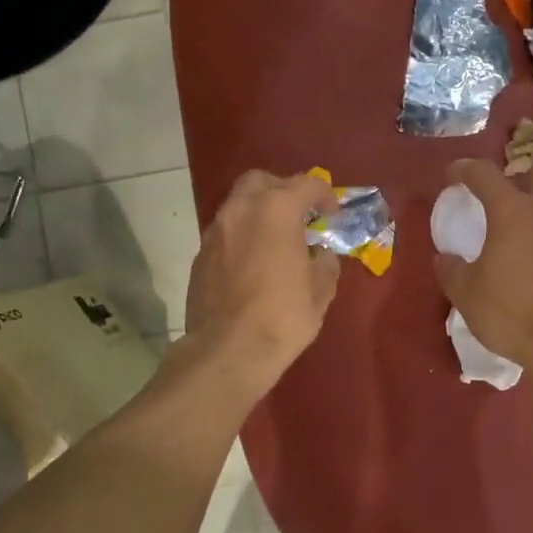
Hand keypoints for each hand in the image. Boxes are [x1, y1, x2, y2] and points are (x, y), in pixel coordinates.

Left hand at [183, 170, 342, 392]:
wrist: (227, 351)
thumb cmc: (282, 317)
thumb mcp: (320, 291)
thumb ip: (325, 262)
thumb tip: (320, 254)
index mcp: (276, 210)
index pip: (306, 184)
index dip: (324, 195)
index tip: (332, 215)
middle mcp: (241, 210)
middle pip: (261, 181)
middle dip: (282, 190)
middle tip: (299, 215)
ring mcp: (215, 231)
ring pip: (239, 205)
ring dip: (259, 213)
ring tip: (276, 241)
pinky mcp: (200, 255)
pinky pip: (226, 232)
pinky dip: (242, 236)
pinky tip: (253, 263)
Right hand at [434, 159, 532, 383]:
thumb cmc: (514, 311)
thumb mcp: (467, 294)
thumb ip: (452, 271)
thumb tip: (446, 258)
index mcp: (512, 210)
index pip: (485, 173)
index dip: (464, 169)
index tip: (452, 175)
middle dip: (521, 175)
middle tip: (501, 194)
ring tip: (515, 234)